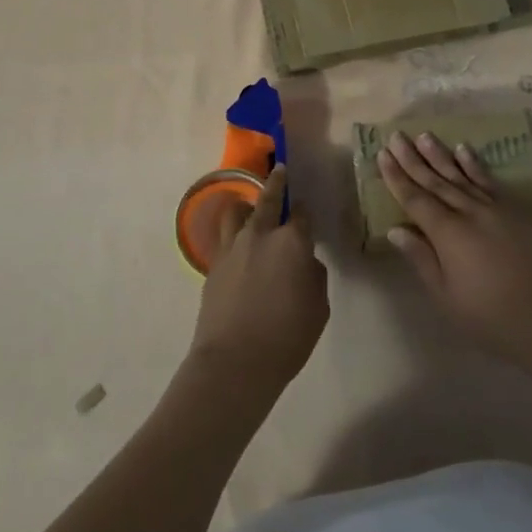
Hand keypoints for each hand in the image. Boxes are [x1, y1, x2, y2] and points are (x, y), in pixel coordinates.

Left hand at [188, 166, 328, 398]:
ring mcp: (232, 247)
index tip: (305, 209)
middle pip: (267, 199)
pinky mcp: (213, 263)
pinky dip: (232, 233)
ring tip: (249, 207)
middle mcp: (260, 235)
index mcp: (292, 243)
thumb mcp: (318, 308)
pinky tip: (237, 243)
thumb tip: (304, 262)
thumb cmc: (287, 337)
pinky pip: (224, 237)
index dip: (304, 211)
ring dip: (246, 205)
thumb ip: (314, 276)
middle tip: (280, 170)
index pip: (301, 215)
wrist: (235, 361)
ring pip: (236, 211)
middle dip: (276, 183)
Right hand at [378, 131, 531, 374]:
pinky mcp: (516, 215)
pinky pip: (490, 182)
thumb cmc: (493, 319)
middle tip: (396, 136)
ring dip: (441, 156)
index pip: (415, 199)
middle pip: (436, 181)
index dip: (397, 177)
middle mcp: (470, 213)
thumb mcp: (447, 297)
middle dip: (414, 159)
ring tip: (425, 136)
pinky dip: (475, 166)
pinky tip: (465, 151)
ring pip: (461, 176)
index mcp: (448, 234)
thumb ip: (422, 259)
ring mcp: (496, 211)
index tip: (382, 154)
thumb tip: (395, 229)